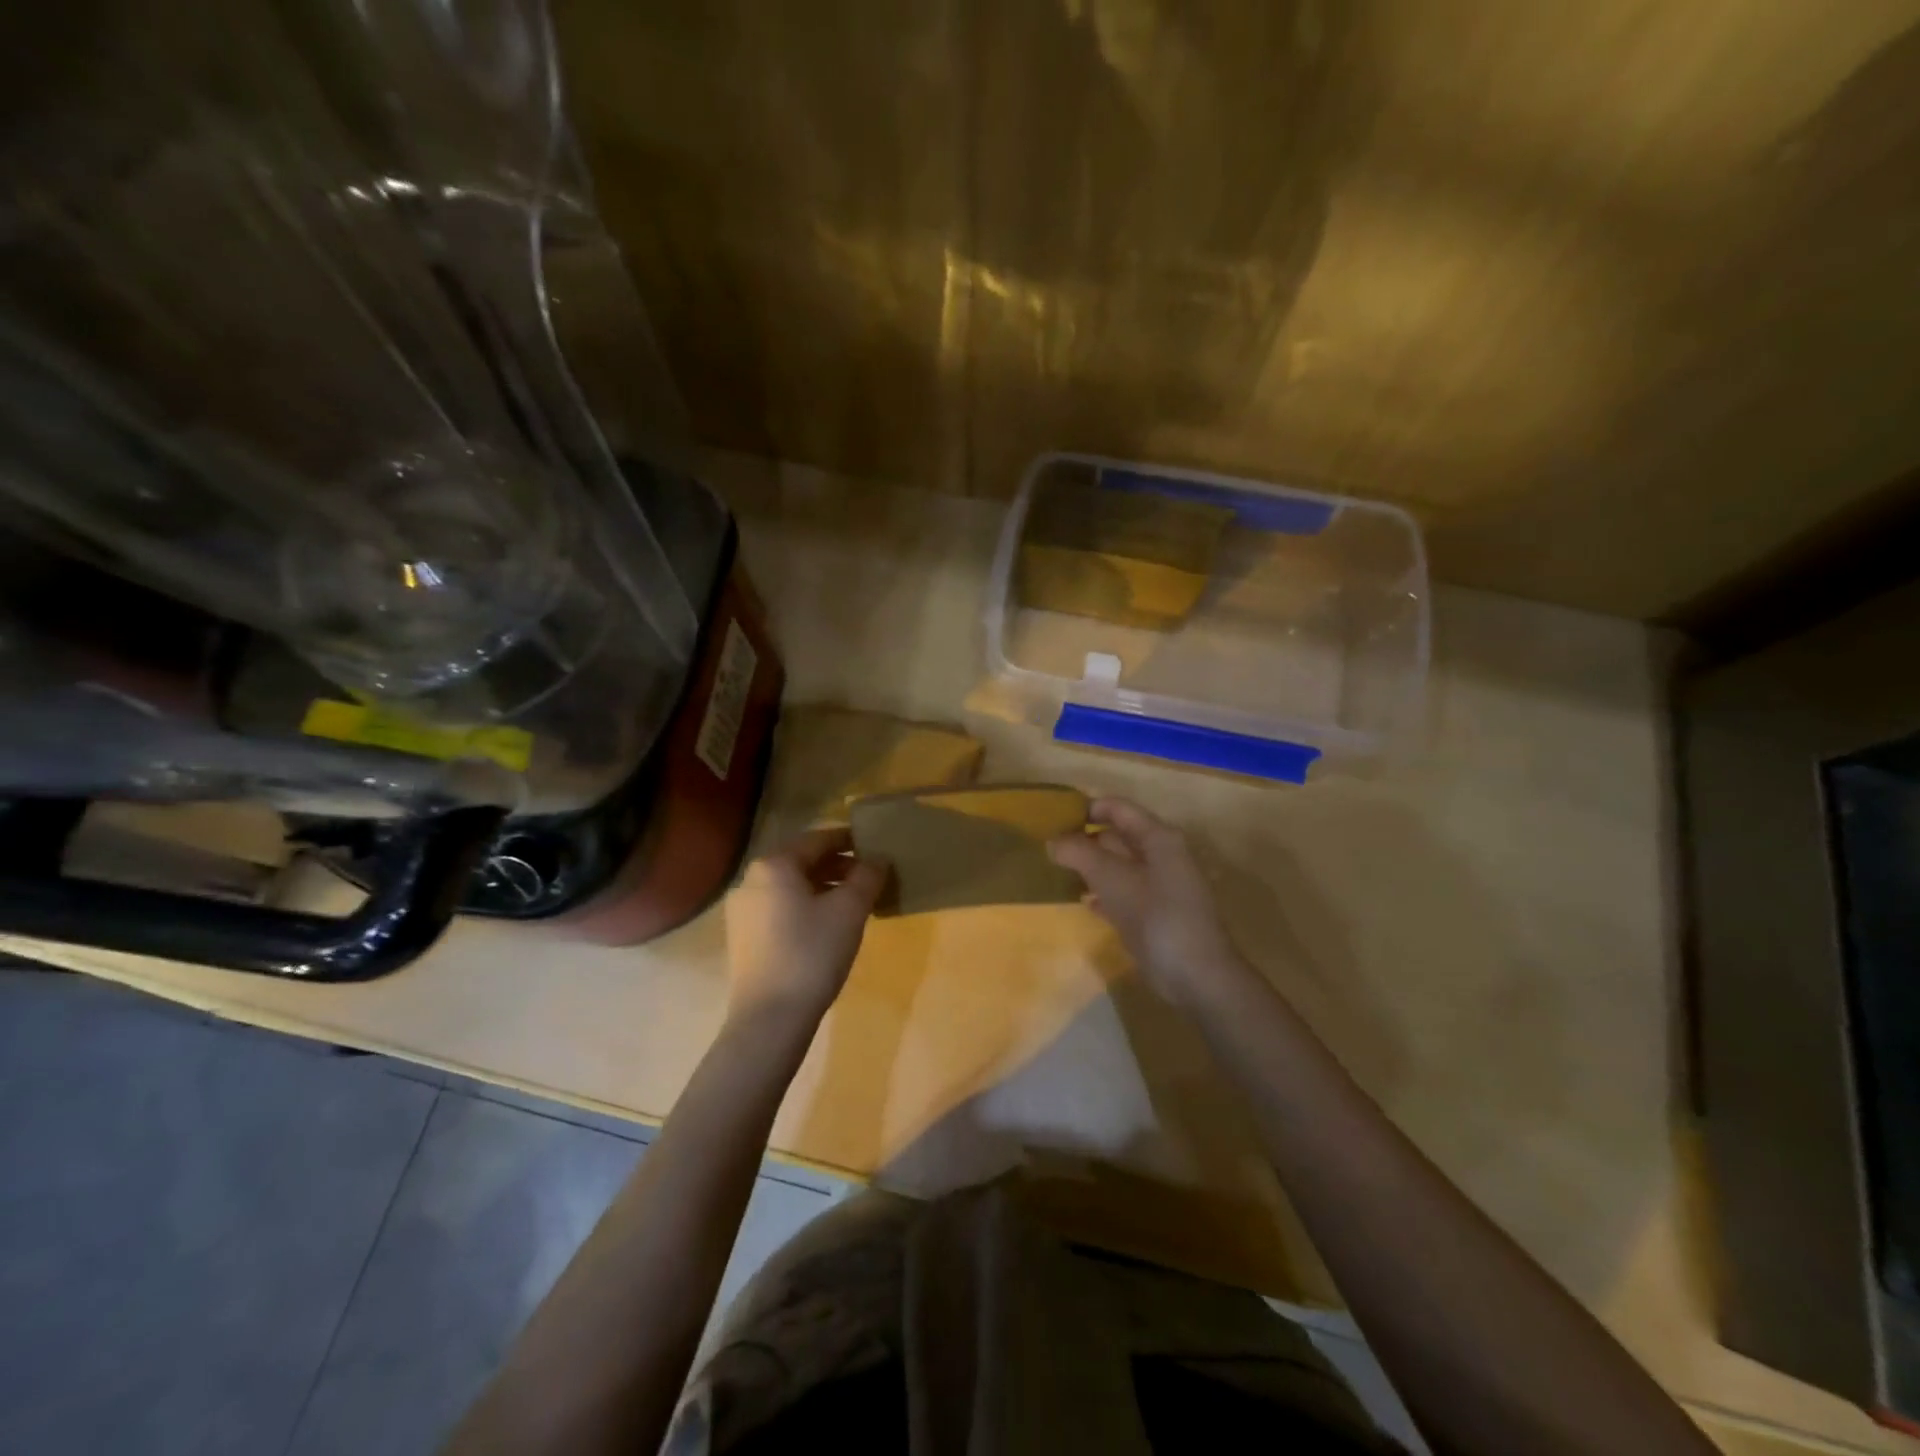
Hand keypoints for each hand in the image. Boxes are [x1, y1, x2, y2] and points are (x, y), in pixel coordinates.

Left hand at [723, 827, 886, 1028]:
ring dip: (822, 887)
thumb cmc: (812, 953)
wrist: (769, 1018)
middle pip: (802, 861)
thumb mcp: (850, 910)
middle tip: (869, 877)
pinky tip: (827, 925)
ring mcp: (742, 910)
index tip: (875, 846)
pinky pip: (779, 907)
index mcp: (774, 864)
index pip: (818, 839)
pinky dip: (805, 906)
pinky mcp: (742, 936)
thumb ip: (867, 876)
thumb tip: (877, 859)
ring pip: (790, 886)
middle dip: (837, 866)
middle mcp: (751, 879)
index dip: (850, 840)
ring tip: (853, 902)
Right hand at [1048, 796, 1245, 1007]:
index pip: (1119, 809)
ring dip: (1092, 867)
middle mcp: (1163, 856)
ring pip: (1120, 867)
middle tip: (1050, 846)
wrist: (1196, 975)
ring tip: (1058, 871)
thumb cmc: (1156, 915)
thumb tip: (1052, 841)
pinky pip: (1124, 894)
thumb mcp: (1111, 878)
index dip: (1087, 808)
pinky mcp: (1156, 916)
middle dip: (1086, 839)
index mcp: (1159, 838)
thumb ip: (1079, 853)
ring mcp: (1161, 888)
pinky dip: (1103, 893)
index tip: (1054, 818)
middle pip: (1119, 837)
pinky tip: (1083, 901)